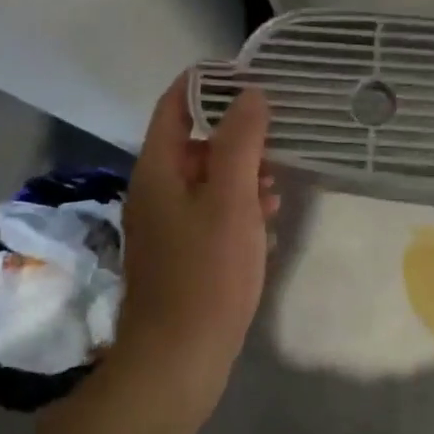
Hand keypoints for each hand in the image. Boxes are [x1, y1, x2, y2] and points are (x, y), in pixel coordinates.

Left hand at [114, 76, 277, 419]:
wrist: (178, 359)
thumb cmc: (206, 272)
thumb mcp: (230, 198)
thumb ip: (240, 141)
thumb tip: (249, 93)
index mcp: (158, 169)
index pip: (174, 105)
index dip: (206, 83)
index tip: (246, 74)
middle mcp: (155, 190)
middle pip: (195, 142)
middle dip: (237, 136)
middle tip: (277, 137)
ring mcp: (166, 224)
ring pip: (207, 179)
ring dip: (242, 174)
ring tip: (277, 185)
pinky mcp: (181, 253)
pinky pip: (211, 212)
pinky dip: (238, 207)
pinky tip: (266, 222)